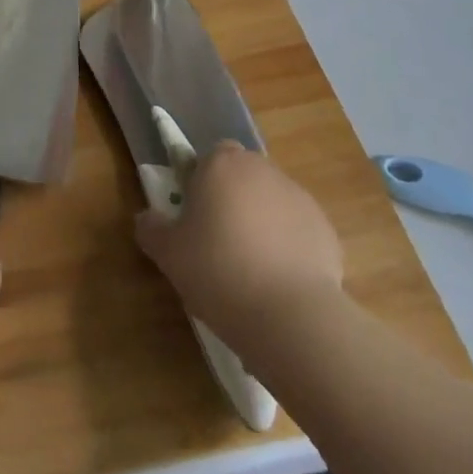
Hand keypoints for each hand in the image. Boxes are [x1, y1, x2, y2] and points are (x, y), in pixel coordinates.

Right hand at [135, 142, 343, 351]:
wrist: (290, 315)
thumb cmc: (218, 272)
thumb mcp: (168, 254)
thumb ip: (152, 229)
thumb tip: (147, 219)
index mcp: (221, 164)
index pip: (209, 157)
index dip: (201, 184)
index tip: (195, 218)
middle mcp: (262, 169)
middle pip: (242, 177)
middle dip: (232, 201)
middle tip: (218, 244)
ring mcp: (299, 197)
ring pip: (271, 203)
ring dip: (261, 224)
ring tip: (251, 271)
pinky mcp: (325, 229)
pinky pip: (298, 231)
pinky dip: (289, 248)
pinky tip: (279, 284)